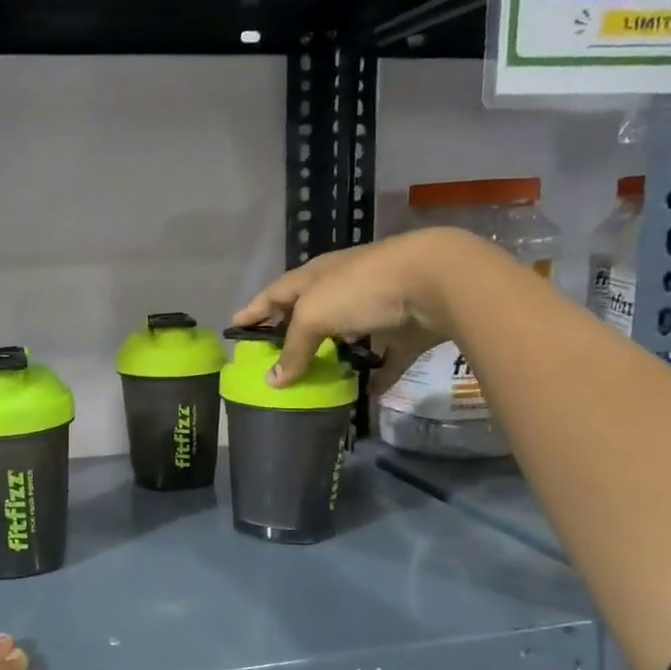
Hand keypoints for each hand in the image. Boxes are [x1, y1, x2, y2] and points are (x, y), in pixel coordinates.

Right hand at [233, 227, 482, 392]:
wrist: (435, 280)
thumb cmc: (361, 290)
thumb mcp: (314, 317)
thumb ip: (293, 349)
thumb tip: (272, 381)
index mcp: (314, 277)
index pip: (274, 293)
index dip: (253, 310)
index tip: (235, 326)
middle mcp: (342, 287)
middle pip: (310, 312)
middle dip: (292, 333)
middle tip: (275, 358)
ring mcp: (376, 306)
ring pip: (348, 333)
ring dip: (334, 352)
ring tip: (317, 376)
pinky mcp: (405, 329)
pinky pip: (387, 356)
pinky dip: (378, 373)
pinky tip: (368, 392)